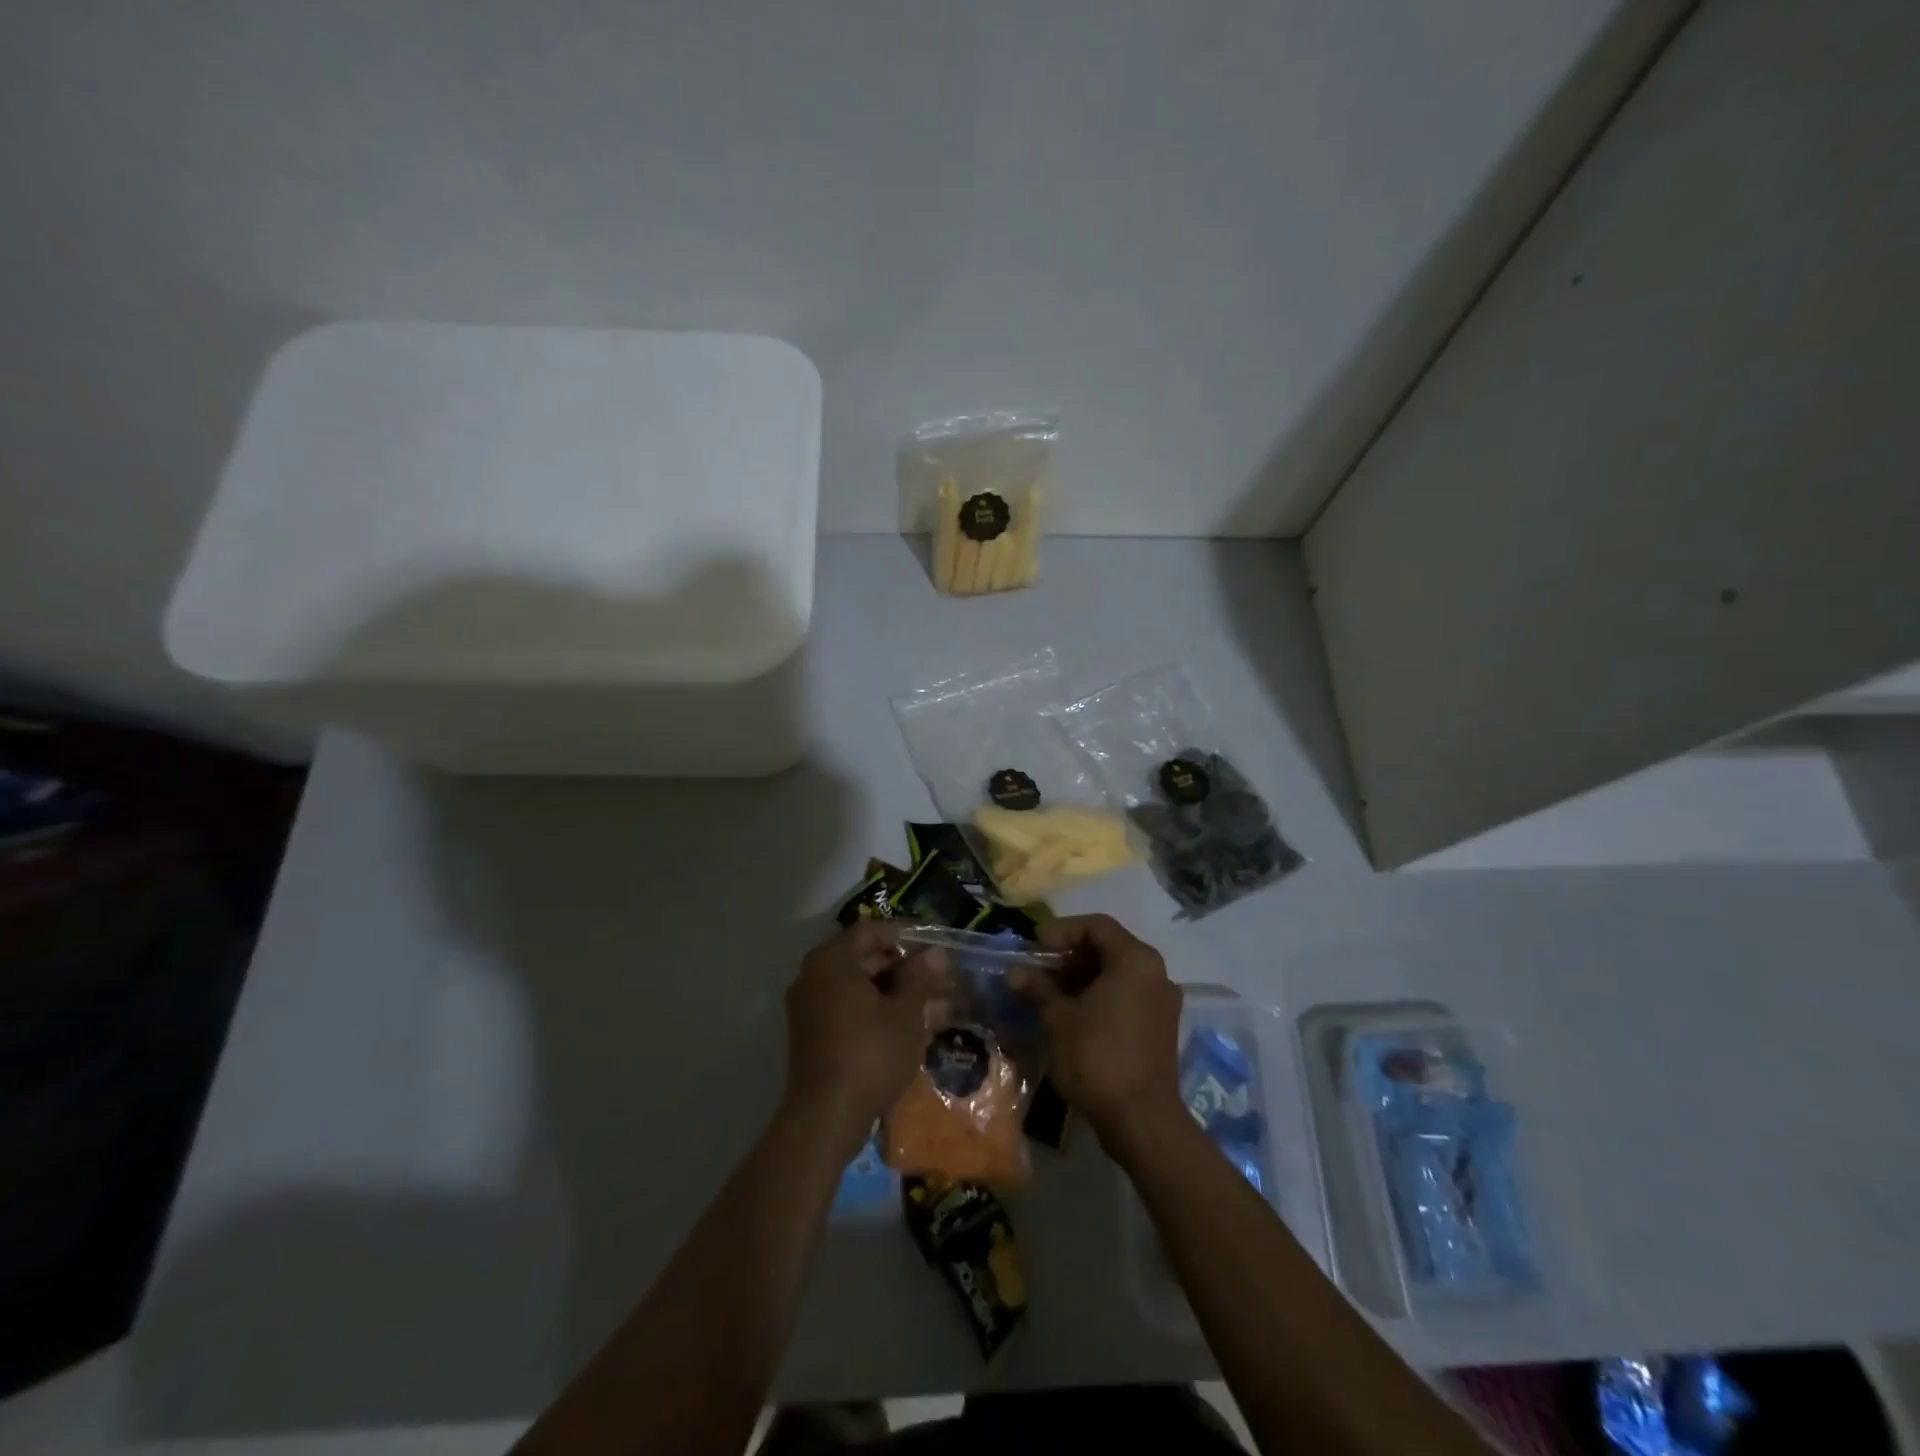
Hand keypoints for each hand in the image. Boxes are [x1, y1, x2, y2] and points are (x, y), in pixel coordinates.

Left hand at [783, 921, 944, 1149]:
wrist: (826, 1117)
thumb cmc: (870, 1053)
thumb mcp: (905, 1013)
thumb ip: (920, 978)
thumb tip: (936, 953)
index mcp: (832, 960)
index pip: (871, 931)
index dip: (905, 937)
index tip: (934, 950)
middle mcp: (814, 976)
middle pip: (865, 959)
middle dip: (905, 969)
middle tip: (940, 981)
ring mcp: (810, 1008)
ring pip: (860, 988)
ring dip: (896, 994)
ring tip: (935, 1007)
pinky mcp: (813, 1036)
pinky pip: (849, 1011)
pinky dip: (878, 1013)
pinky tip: (911, 1028)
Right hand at [1024, 914, 1184, 1147]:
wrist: (1141, 1120)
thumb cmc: (1097, 1057)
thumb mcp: (1058, 1019)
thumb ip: (1038, 988)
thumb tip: (1015, 972)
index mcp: (1135, 960)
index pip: (1097, 926)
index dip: (1063, 930)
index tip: (1035, 947)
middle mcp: (1156, 973)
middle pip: (1109, 948)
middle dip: (1070, 956)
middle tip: (1038, 971)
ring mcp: (1162, 1002)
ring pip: (1117, 974)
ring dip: (1082, 978)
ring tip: (1048, 995)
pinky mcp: (1160, 1028)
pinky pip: (1127, 996)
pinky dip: (1099, 997)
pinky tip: (1072, 1015)